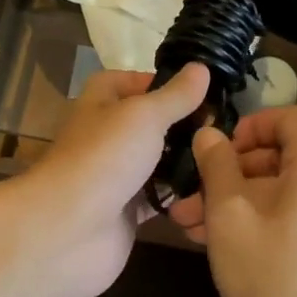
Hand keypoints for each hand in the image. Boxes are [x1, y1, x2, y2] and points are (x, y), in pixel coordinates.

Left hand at [1, 64, 210, 296]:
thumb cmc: (104, 156)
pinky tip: (214, 191)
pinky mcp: (126, 211)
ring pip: (158, 161)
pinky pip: (160, 197)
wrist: (68, 229)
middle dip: (185, 126)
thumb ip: (176, 95)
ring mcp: (116, 174)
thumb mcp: (144, 115)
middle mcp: (108, 133)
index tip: (205, 90)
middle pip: (151, 123)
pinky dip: (181, 196)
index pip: (135, 81)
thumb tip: (201, 67)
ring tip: (229, 158)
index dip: (166, 83)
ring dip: (187, 161)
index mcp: (102, 101)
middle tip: (227, 128)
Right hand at [176, 107, 296, 296]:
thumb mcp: (229, 217)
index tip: (217, 151)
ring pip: (285, 189)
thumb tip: (209, 134)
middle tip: (191, 196)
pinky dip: (262, 218)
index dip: (250, 125)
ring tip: (191, 225)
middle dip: (232, 171)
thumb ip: (216, 166)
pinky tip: (221, 243)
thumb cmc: (271, 281)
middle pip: (283, 155)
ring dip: (238, 199)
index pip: (289, 117)